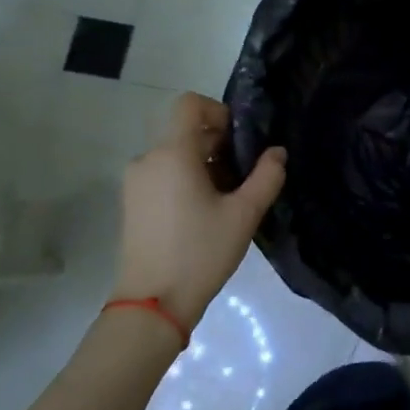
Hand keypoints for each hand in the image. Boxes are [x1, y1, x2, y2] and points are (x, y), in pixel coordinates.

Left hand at [111, 94, 286, 331]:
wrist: (152, 304)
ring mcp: (135, 183)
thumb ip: (267, 177)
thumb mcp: (244, 215)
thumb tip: (277, 152)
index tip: (240, 140)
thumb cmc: (200, 252)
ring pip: (174, 155)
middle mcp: (147, 159)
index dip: (218, 111)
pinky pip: (162, 175)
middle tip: (244, 176)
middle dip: (218, 145)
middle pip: (185, 132)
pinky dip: (185, 181)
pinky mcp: (131, 204)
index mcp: (172, 153)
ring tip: (227, 200)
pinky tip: (204, 214)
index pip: (190, 104)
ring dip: (203, 165)